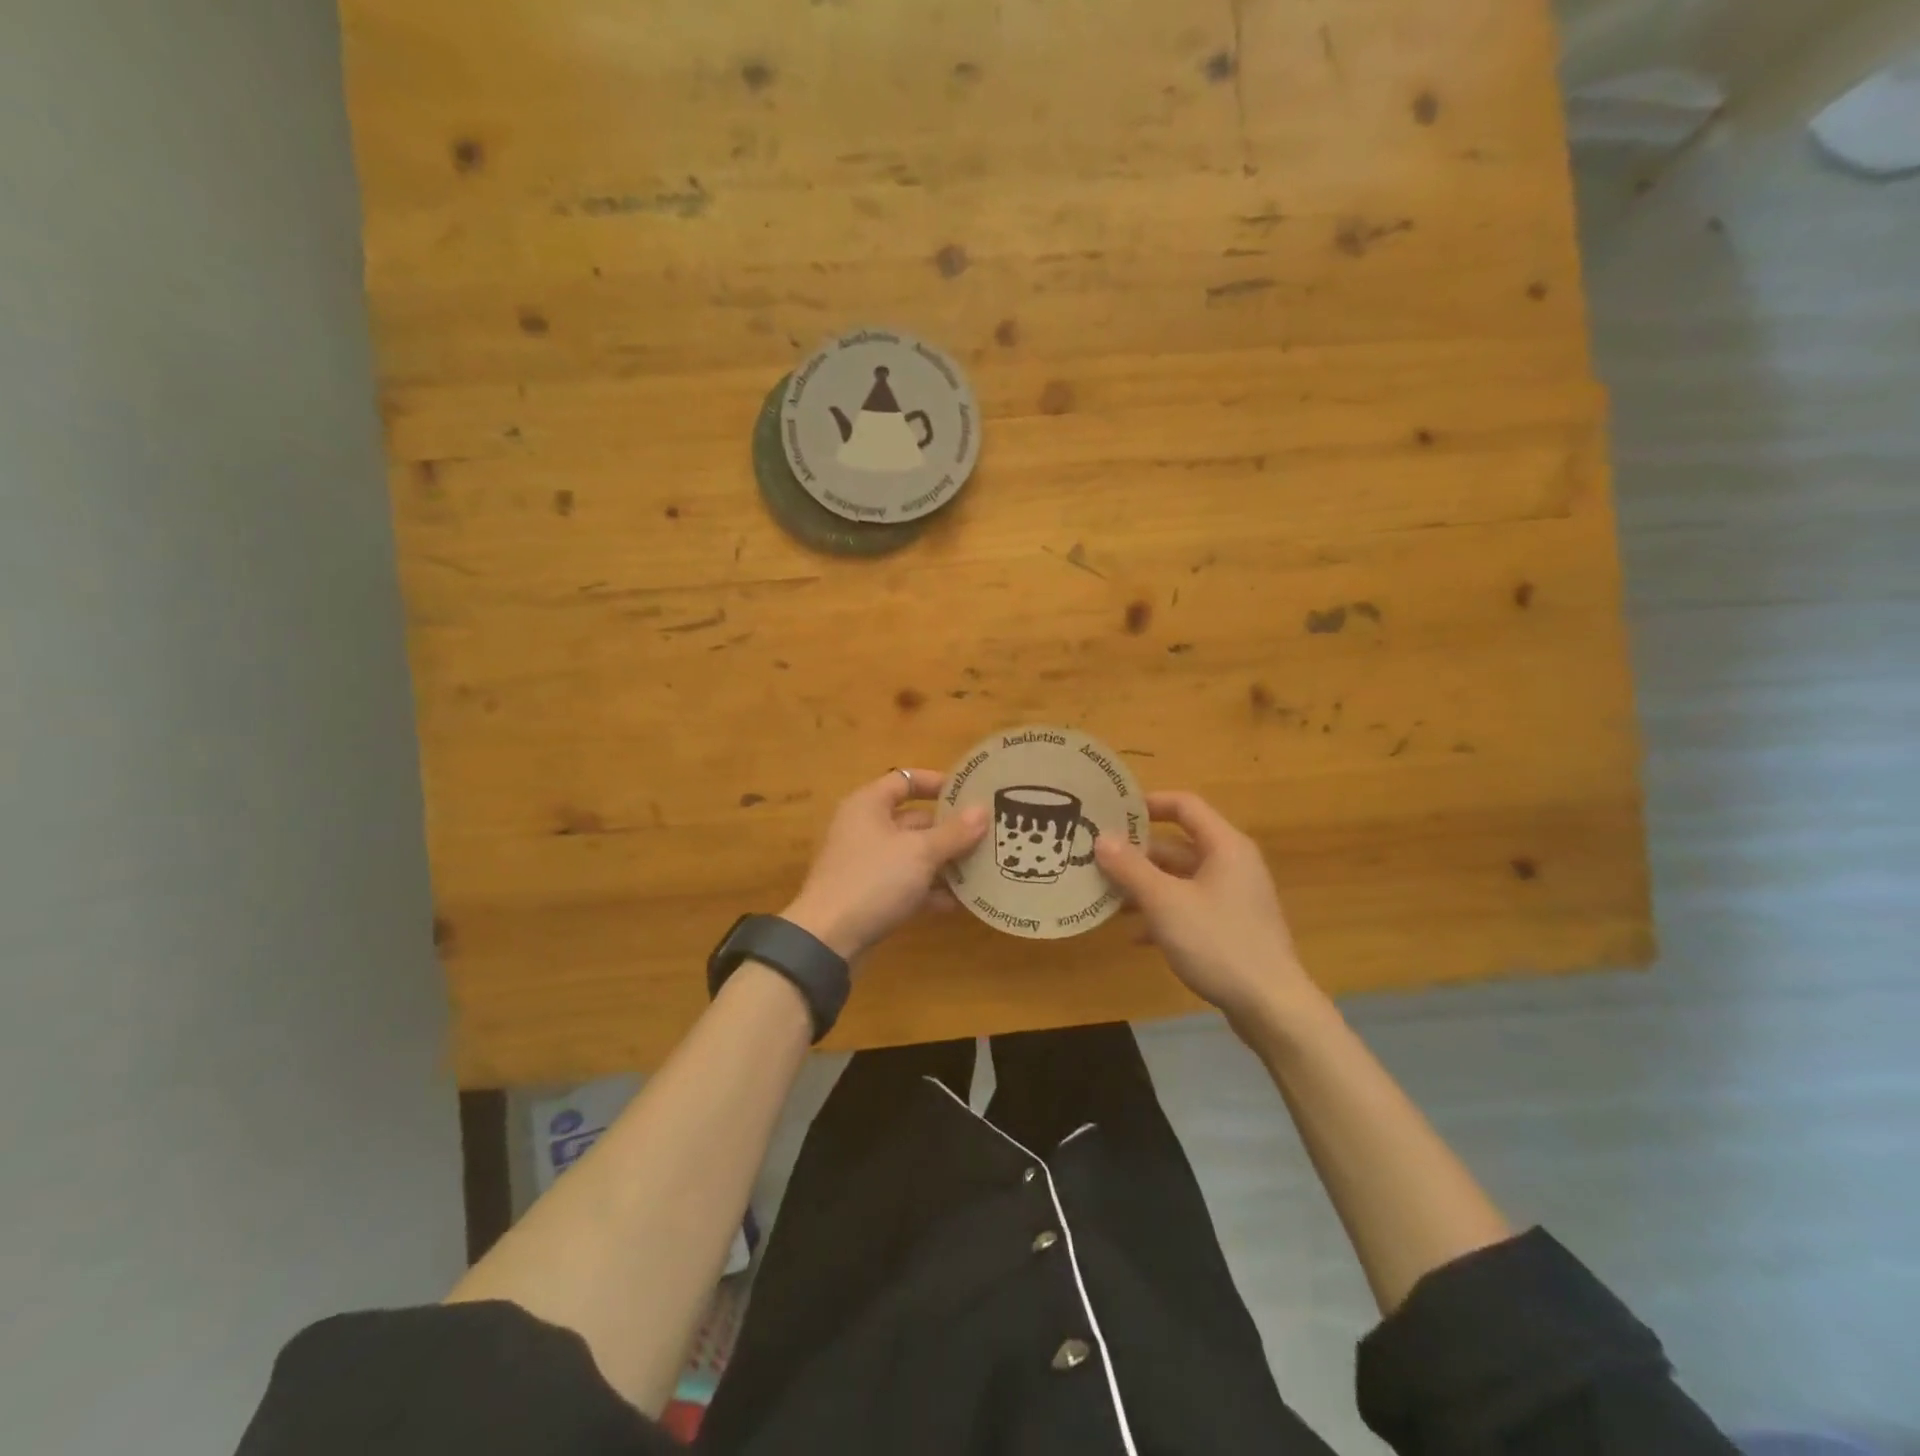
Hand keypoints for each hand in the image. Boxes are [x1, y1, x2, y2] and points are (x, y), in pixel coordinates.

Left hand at [782, 769, 988, 961]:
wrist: (828, 939)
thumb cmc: (874, 880)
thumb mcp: (920, 853)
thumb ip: (954, 832)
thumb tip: (983, 809)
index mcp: (869, 805)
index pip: (905, 780)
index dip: (937, 783)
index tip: (969, 794)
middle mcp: (864, 828)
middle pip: (913, 819)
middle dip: (949, 829)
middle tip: (987, 835)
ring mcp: (865, 862)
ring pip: (912, 854)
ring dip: (943, 861)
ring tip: (981, 868)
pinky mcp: (868, 893)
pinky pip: (905, 882)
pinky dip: (928, 888)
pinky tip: (958, 901)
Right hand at [1094, 791, 1314, 1025]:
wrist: (1272, 1007)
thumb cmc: (1218, 942)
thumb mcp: (1166, 903)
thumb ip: (1131, 868)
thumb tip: (1101, 838)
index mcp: (1224, 846)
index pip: (1185, 805)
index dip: (1148, 803)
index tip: (1112, 812)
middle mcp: (1232, 864)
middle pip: (1178, 844)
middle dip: (1137, 853)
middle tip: (1098, 858)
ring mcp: (1233, 897)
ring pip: (1181, 878)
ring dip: (1145, 885)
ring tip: (1107, 896)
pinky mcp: (1231, 926)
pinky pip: (1190, 906)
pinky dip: (1163, 912)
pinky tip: (1135, 935)